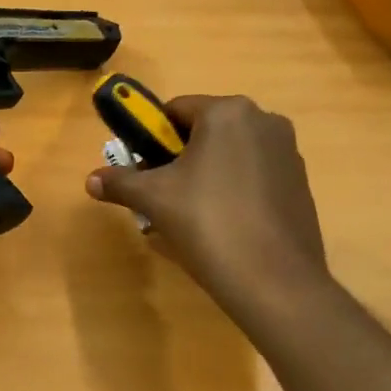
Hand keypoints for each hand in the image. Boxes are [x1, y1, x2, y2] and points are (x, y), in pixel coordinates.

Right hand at [86, 94, 328, 318]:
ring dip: (205, 175)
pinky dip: (233, 190)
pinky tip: (222, 226)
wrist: (274, 281)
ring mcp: (287, 152)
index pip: (175, 110)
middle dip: (178, 158)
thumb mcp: (154, 199)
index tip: (141, 169)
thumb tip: (90, 180)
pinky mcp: (300, 182)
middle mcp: (263, 120)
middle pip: (204, 131)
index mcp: (227, 112)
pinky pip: (254, 175)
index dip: (151, 138)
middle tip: (161, 195)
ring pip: (230, 154)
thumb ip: (120, 182)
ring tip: (189, 216)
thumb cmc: (208, 224)